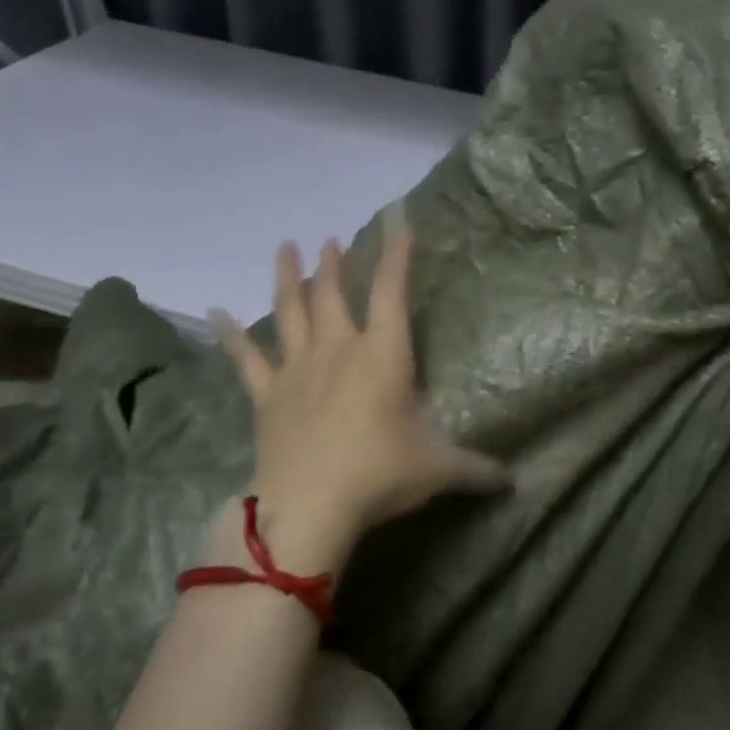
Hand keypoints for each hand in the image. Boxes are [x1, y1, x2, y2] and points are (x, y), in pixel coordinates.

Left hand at [209, 230, 508, 572]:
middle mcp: (338, 350)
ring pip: (290, 312)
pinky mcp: (267, 395)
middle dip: (334, 264)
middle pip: (333, 294)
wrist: (309, 505)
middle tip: (331, 241)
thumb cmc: (380, 474)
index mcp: (383, 355)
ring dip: (287, 278)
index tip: (398, 223)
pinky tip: (215, 312)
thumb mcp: (438, 469)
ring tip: (286, 247)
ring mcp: (297, 370)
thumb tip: (514, 481)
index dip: (396, 255)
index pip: (391, 291)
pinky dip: (230, 335)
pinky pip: (246, 358)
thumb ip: (477, 469)